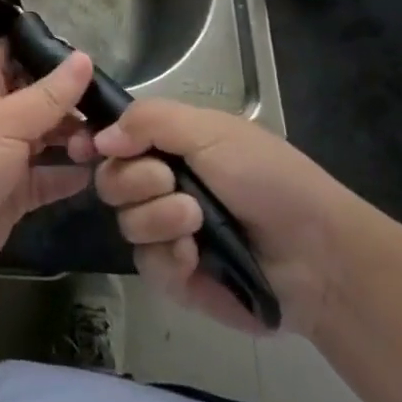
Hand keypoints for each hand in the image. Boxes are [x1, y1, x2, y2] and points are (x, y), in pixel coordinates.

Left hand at [0, 40, 93, 281]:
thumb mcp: (8, 120)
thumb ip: (49, 94)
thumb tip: (84, 57)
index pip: (12, 52)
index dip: (42, 49)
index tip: (82, 54)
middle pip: (38, 96)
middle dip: (70, 100)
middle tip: (108, 106)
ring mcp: (6, 154)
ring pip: (48, 137)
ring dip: (74, 138)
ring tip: (103, 142)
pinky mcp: (15, 191)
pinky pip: (48, 177)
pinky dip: (69, 176)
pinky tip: (95, 172)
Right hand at [69, 100, 361, 337]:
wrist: (318, 256)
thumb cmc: (268, 178)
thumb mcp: (211, 131)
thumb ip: (150, 122)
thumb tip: (100, 137)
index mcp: (169, 146)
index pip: (114, 139)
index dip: (96, 143)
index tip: (83, 149)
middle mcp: (161, 186)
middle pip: (110, 180)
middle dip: (135, 179)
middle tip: (170, 181)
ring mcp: (168, 233)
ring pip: (126, 222)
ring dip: (158, 217)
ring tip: (196, 221)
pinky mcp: (178, 279)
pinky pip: (147, 264)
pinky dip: (168, 256)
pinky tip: (193, 256)